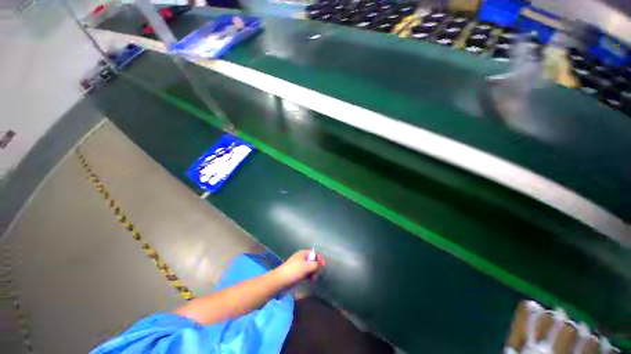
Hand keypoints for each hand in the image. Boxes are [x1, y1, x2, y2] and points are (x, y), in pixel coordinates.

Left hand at [274, 250, 325, 286]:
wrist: (280, 281)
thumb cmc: (293, 271)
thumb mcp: (306, 267)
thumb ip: (315, 264)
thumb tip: (319, 264)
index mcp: (303, 253)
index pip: (314, 253)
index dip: (320, 259)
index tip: (323, 266)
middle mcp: (301, 258)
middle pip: (313, 261)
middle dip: (316, 267)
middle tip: (316, 275)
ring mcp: (299, 266)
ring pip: (310, 268)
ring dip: (313, 273)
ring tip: (313, 280)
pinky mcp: (297, 273)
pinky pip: (306, 273)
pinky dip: (309, 276)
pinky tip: (310, 281)